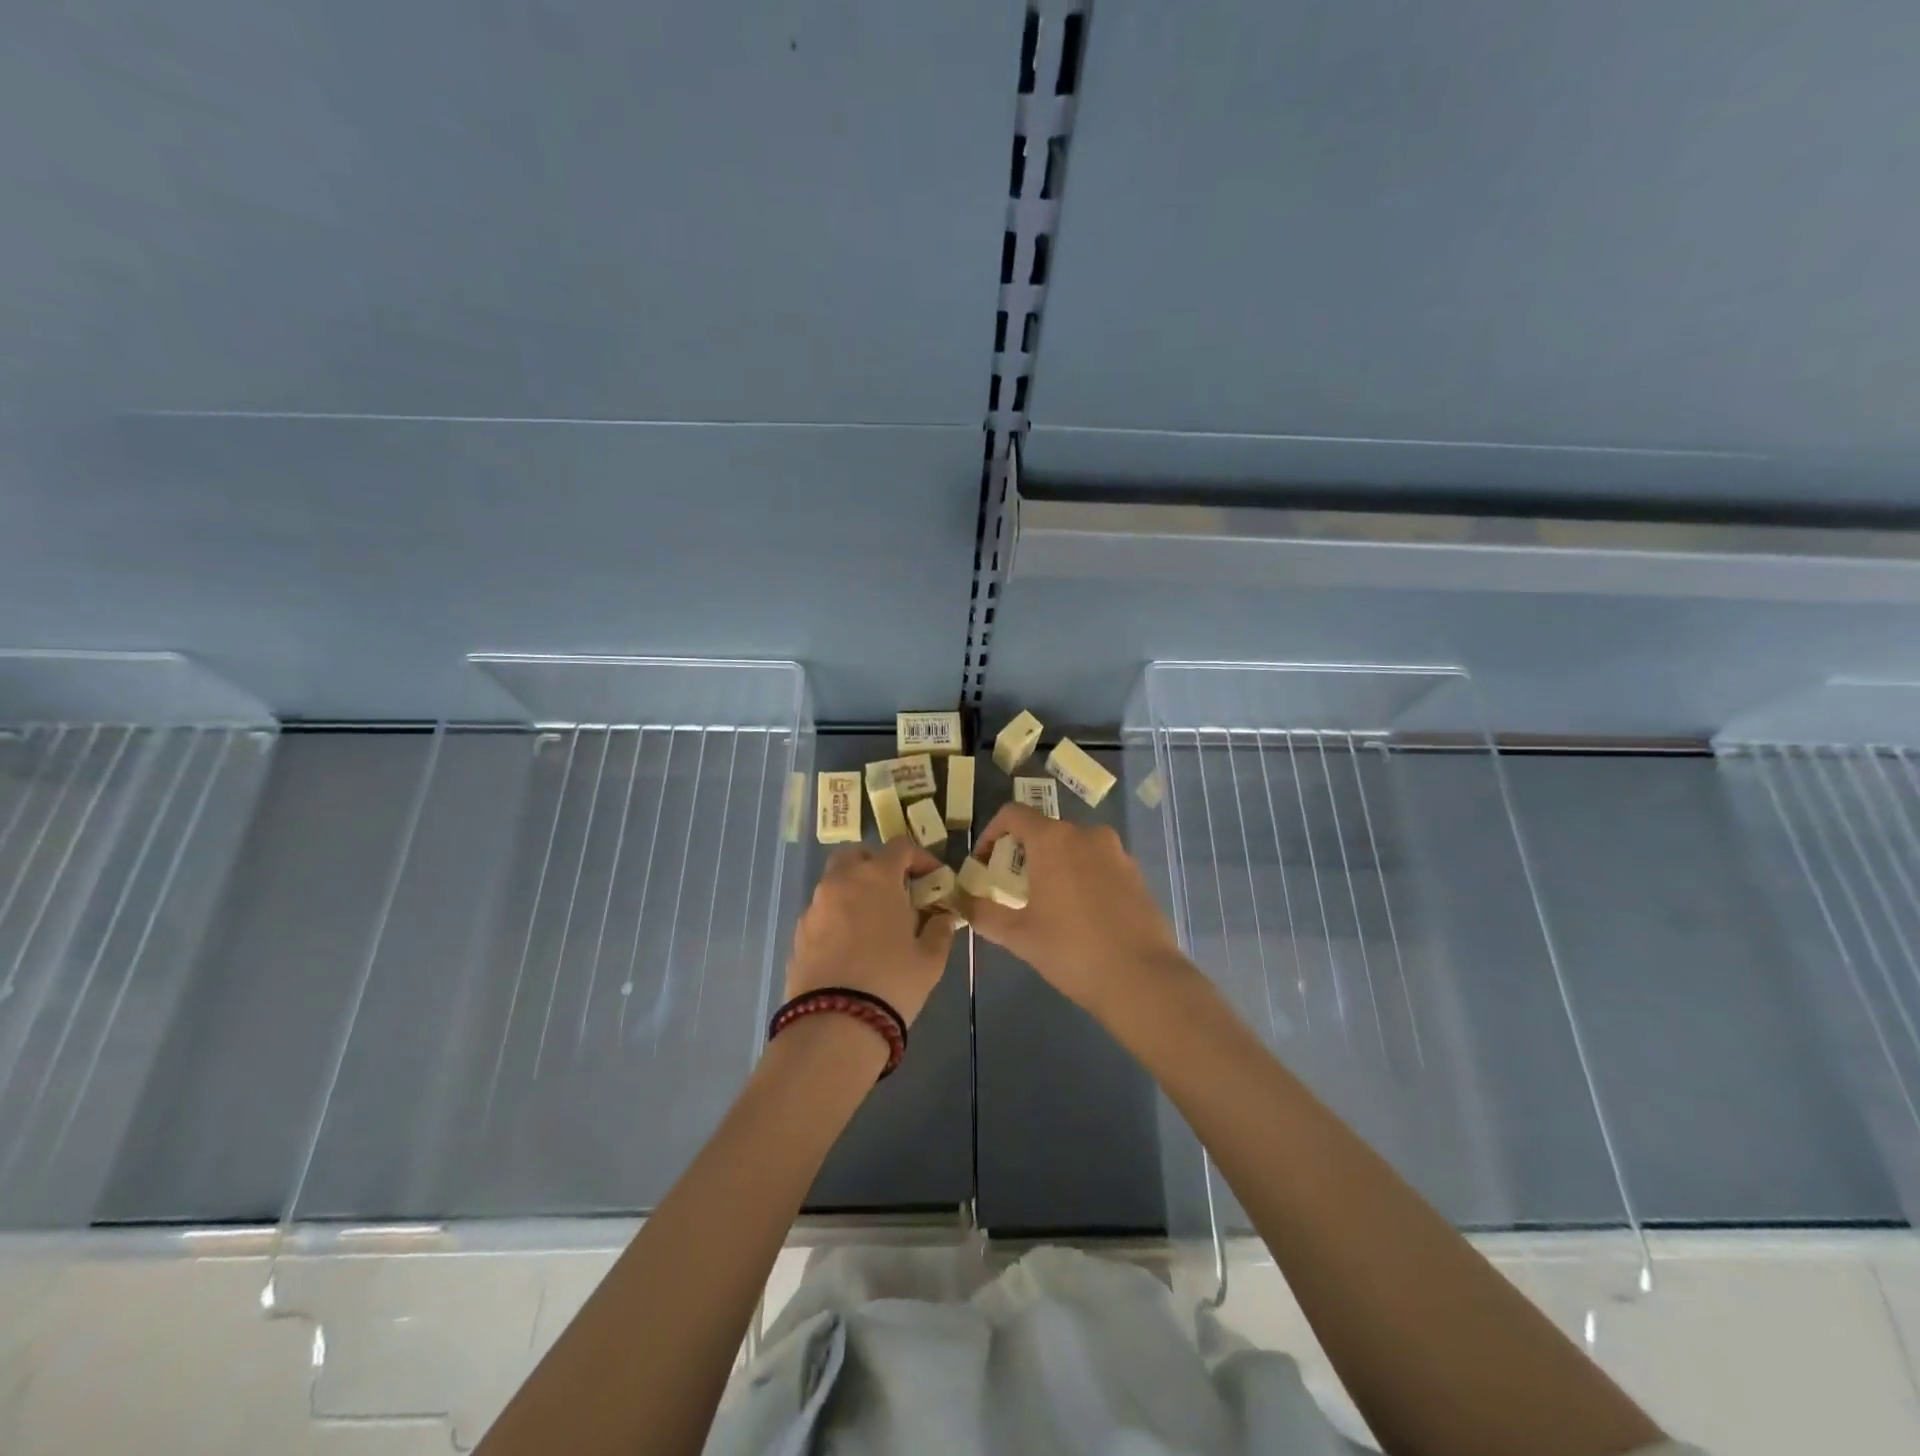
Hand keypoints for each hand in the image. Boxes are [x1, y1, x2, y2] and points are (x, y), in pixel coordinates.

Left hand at [784, 837, 956, 1027]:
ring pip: (835, 883)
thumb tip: (943, 917)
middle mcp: (841, 882)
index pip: (900, 847)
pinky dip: (838, 917)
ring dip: (855, 891)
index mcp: (876, 877)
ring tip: (873, 923)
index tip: (933, 880)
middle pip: (857, 856)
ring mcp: (815, 907)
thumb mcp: (930, 959)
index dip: (920, 858)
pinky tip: (851, 947)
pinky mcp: (799, 933)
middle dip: (877, 866)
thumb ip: (939, 929)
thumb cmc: (892, 981)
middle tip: (896, 892)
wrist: (835, 1024)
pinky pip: (822, 912)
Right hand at [959, 802, 1187, 1015]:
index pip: (1013, 814)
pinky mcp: (1136, 873)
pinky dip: (1082, 877)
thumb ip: (983, 913)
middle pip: (1044, 830)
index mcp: (1053, 839)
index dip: (991, 834)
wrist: (1142, 978)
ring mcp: (1116, 852)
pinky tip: (1081, 915)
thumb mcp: (1018, 935)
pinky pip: (1099, 864)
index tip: (984, 864)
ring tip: (1046, 903)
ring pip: (1074, 847)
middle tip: (1011, 889)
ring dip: (1054, 865)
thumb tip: (960, 902)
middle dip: (1023, 854)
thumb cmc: (1071, 950)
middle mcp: (1086, 834)